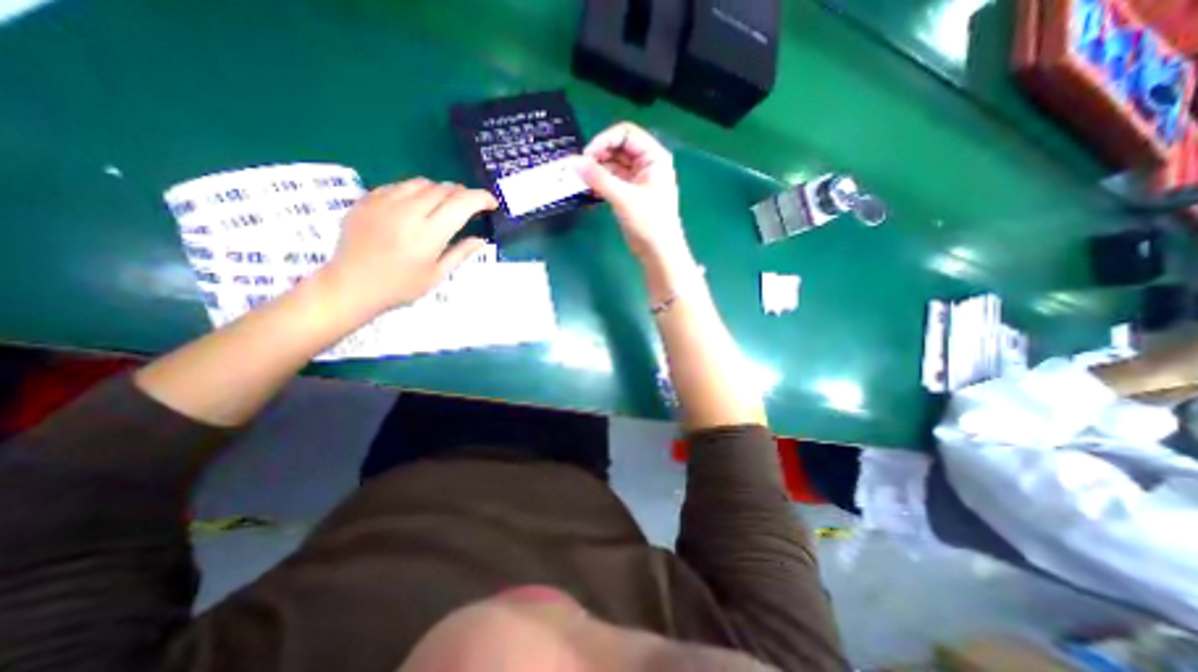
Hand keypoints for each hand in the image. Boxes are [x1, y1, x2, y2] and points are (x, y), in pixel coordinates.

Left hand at [319, 178, 495, 320]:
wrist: (350, 286)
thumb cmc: (400, 287)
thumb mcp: (437, 275)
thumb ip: (461, 253)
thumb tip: (481, 239)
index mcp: (429, 234)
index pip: (462, 203)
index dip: (481, 198)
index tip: (491, 203)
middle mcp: (409, 212)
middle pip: (444, 189)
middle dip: (463, 194)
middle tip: (469, 207)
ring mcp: (385, 202)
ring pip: (422, 182)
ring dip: (440, 190)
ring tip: (444, 205)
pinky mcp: (368, 200)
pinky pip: (399, 185)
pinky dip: (415, 191)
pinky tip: (415, 206)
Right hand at [580, 124, 692, 264]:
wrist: (659, 252)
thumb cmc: (649, 222)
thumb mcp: (624, 198)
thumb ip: (599, 179)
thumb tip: (574, 163)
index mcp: (654, 157)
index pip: (626, 134)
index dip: (604, 140)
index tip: (586, 156)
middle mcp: (647, 164)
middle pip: (618, 148)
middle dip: (599, 155)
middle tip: (580, 170)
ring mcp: (638, 180)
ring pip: (614, 165)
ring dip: (597, 170)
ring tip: (581, 180)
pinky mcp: (630, 194)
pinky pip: (613, 180)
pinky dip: (601, 183)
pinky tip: (589, 190)